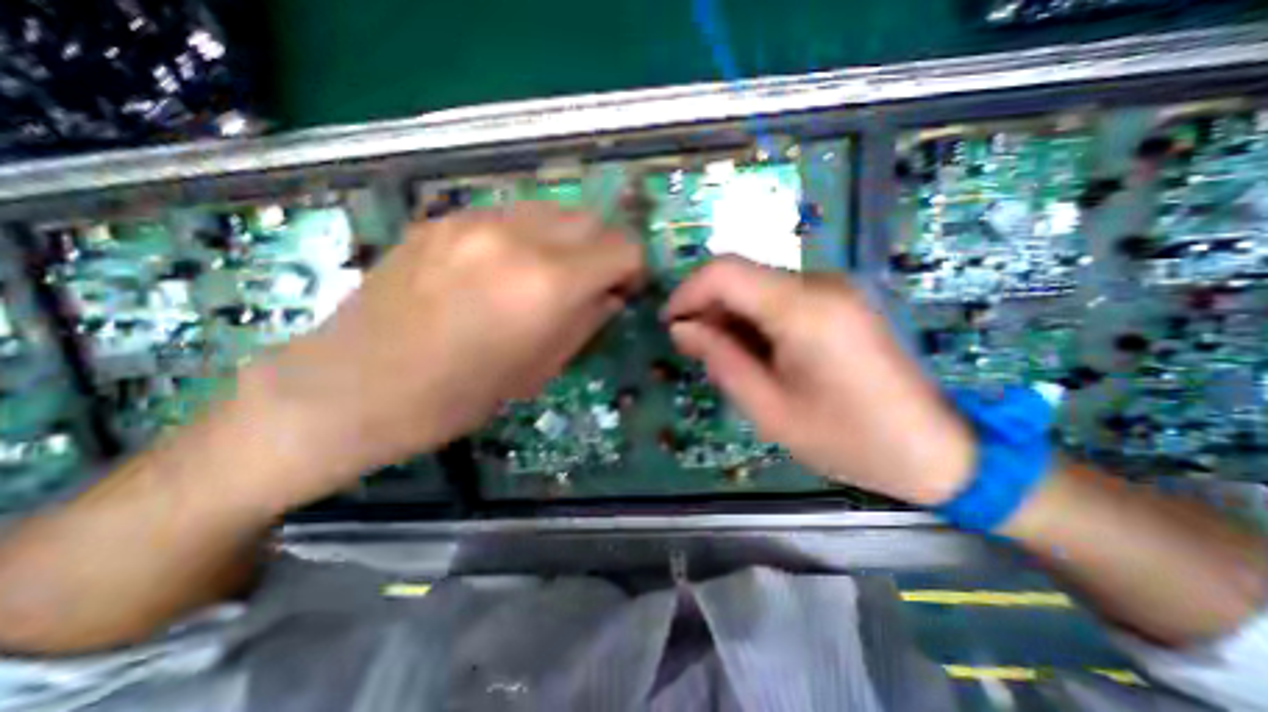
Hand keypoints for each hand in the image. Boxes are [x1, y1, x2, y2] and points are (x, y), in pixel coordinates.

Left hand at [233, 203, 645, 505]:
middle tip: (592, 282)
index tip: (623, 290)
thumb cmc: (457, 396)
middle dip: (604, 250)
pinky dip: (529, 236)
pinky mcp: (443, 218)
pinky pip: (510, 215)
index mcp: (547, 283)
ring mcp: (474, 219)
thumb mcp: (540, 370)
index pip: (622, 248)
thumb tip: (610, 296)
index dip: (632, 269)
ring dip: (568, 239)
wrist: (352, 388)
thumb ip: (586, 322)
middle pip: (591, 219)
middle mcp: (517, 237)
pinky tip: (506, 268)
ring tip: (551, 274)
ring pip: (552, 209)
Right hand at [669, 259, 971, 501]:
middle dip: (706, 306)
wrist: (937, 450)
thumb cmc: (848, 440)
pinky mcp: (841, 299)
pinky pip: (780, 295)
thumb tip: (682, 328)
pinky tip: (756, 351)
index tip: (670, 324)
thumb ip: (721, 360)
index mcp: (804, 310)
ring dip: (729, 314)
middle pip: (740, 274)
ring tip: (724, 356)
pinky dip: (754, 317)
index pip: (724, 271)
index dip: (687, 292)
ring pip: (757, 284)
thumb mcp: (769, 410)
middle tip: (694, 349)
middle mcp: (821, 283)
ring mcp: (835, 287)